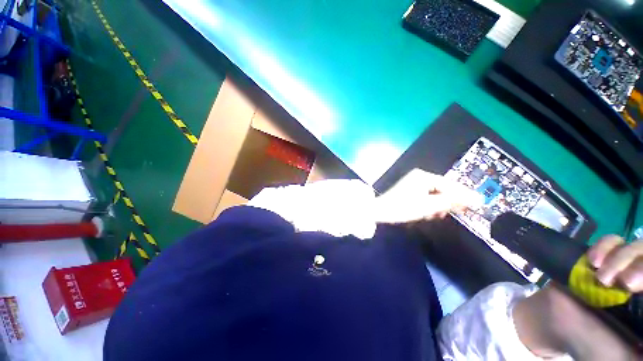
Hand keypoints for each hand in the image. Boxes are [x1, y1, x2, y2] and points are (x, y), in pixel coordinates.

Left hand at [373, 169, 483, 223]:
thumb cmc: (403, 207)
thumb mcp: (429, 206)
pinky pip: (426, 197)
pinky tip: (425, 214)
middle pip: (442, 189)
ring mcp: (414, 183)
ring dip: (436, 206)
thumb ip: (452, 202)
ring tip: (431, 216)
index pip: (450, 185)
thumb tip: (477, 199)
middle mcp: (419, 177)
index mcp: (424, 176)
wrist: (380, 211)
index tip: (477, 205)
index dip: (463, 196)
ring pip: (434, 195)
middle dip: (446, 203)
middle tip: (445, 214)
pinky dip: (428, 206)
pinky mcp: (410, 190)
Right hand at [514, 236, 642, 360]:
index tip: (636, 286)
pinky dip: (605, 246)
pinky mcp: (606, 256)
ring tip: (602, 277)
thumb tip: (642, 332)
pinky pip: (613, 240)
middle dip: (640, 266)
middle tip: (625, 283)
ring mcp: (625, 266)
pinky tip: (593, 261)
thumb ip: (640, 349)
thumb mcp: (623, 356)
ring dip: (620, 259)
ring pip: (636, 246)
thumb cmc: (594, 344)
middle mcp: (640, 280)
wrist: (558, 322)